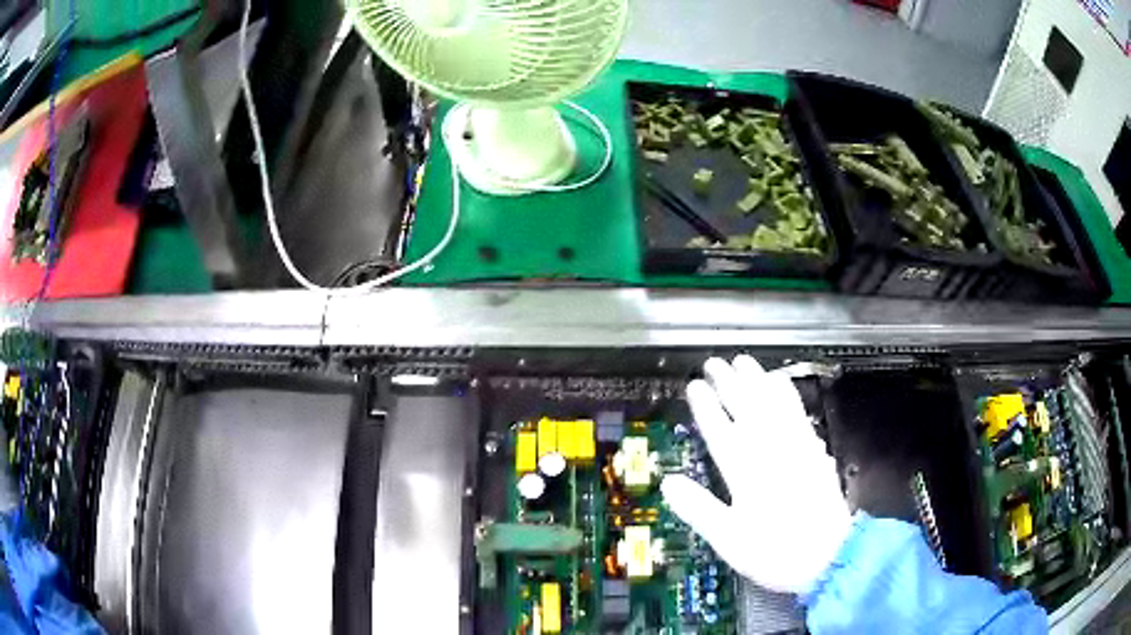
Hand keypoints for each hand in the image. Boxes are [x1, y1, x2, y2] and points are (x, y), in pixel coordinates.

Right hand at [661, 356, 852, 593]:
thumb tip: (669, 482)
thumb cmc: (774, 552)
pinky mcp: (814, 453)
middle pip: (748, 409)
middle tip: (715, 362)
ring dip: (758, 381)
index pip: (722, 431)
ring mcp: (796, 449)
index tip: (695, 385)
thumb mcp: (728, 539)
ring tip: (746, 362)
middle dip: (730, 384)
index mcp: (747, 473)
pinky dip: (788, 396)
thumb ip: (699, 509)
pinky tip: (784, 386)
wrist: (828, 556)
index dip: (707, 407)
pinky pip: (799, 415)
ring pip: (775, 406)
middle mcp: (772, 453)